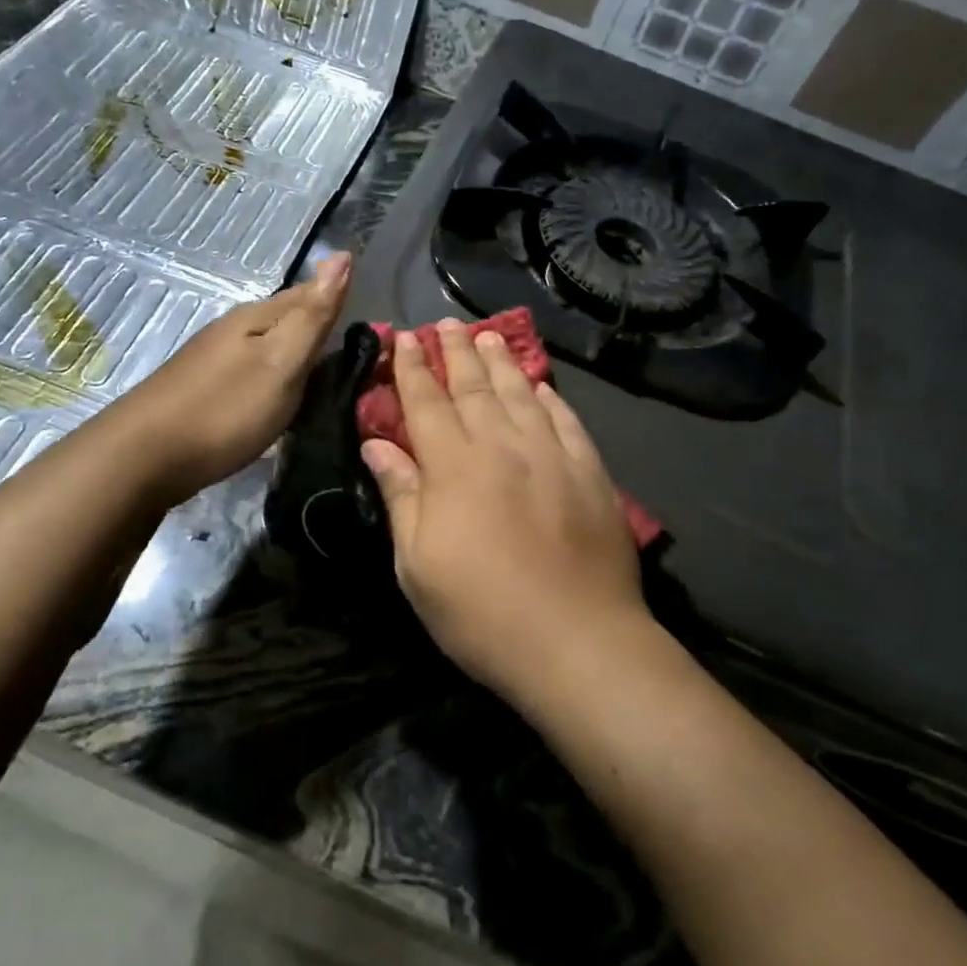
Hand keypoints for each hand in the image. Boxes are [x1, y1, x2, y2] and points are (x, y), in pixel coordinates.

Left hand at [116, 253, 349, 504]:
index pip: (308, 294)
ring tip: (327, 381)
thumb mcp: (281, 362)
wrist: (145, 458)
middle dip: (320, 331)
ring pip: (269, 348)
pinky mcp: (204, 391)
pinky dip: (275, 381)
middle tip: (359, 359)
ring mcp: (214, 360)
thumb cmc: (225, 409)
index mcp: (256, 317)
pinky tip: (281, 400)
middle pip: (287, 321)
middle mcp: (233, 330)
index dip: (340, 303)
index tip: (376, 330)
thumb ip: (313, 315)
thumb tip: (342, 254)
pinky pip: (253, 374)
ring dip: (297, 357)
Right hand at [359, 319, 645, 703]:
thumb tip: (376, 444)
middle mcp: (502, 445)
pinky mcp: (590, 472)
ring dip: (500, 362)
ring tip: (487, 336)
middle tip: (445, 324)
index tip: (403, 337)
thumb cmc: (481, 611)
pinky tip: (541, 386)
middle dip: (455, 352)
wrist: (578, 641)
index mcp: (454, 466)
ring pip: (520, 394)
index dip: (412, 368)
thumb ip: (400, 495)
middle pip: (474, 387)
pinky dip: (549, 398)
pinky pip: (565, 420)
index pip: (426, 402)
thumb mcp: (417, 564)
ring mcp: (551, 455)